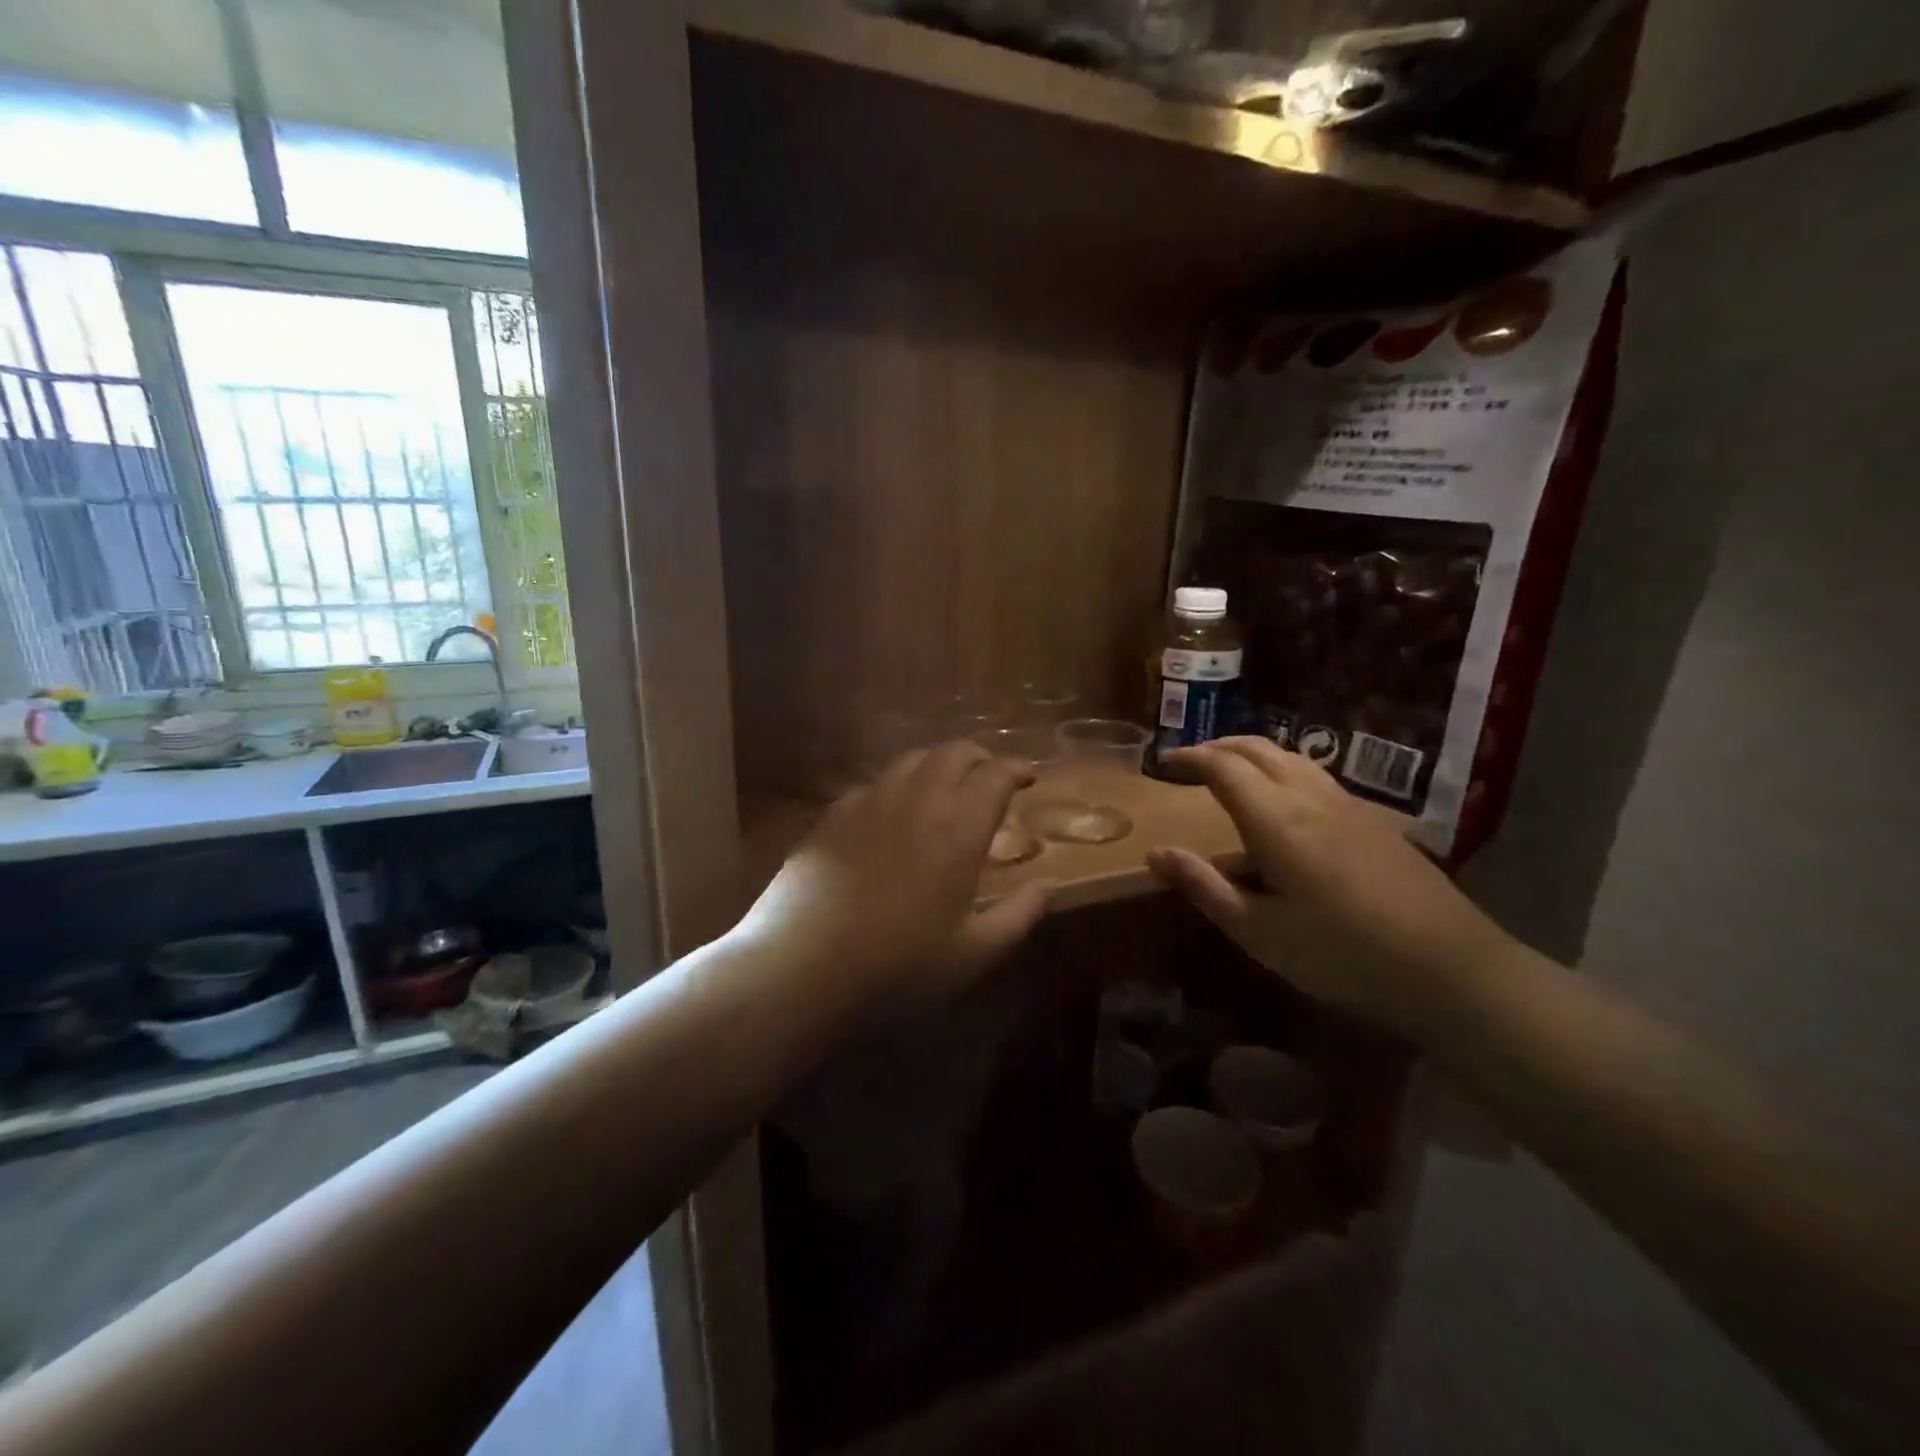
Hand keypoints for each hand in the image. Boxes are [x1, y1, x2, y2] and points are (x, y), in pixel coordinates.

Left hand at [738, 741, 1050, 1017]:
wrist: (801, 968)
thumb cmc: (898, 967)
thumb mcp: (973, 954)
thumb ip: (1018, 916)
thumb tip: (1045, 887)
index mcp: (958, 827)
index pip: (995, 774)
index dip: (1016, 768)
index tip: (1027, 777)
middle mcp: (915, 799)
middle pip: (952, 752)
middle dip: (979, 757)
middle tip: (989, 776)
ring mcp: (867, 802)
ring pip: (910, 761)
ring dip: (936, 765)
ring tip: (943, 789)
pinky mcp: (830, 816)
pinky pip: (872, 785)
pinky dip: (895, 788)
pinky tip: (889, 816)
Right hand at [1145, 737, 1515, 1039]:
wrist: (1451, 969)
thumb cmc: (1342, 955)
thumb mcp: (1259, 932)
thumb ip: (1204, 887)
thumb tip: (1155, 853)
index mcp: (1276, 820)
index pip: (1223, 766)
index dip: (1191, 757)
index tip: (1164, 761)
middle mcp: (1310, 797)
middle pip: (1258, 749)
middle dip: (1219, 745)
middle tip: (1191, 760)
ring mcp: (1348, 805)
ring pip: (1291, 756)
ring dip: (1253, 752)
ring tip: (1231, 769)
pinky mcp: (1374, 820)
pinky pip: (1316, 774)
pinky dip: (1283, 768)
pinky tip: (1285, 797)